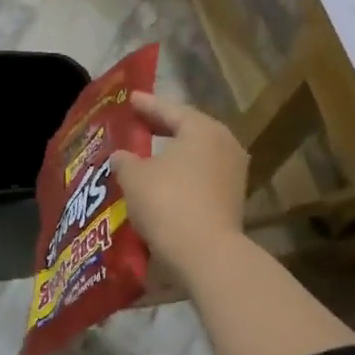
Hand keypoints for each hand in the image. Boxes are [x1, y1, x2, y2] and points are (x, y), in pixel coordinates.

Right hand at [111, 93, 247, 283]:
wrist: (205, 254)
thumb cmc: (167, 202)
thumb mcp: (134, 176)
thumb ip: (125, 160)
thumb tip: (122, 156)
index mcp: (202, 129)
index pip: (170, 109)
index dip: (146, 105)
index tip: (129, 99)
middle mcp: (224, 145)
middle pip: (187, 130)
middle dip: (160, 128)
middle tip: (136, 123)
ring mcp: (232, 174)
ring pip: (195, 156)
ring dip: (171, 155)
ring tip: (145, 155)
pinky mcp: (231, 200)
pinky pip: (199, 177)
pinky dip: (180, 176)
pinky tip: (160, 182)